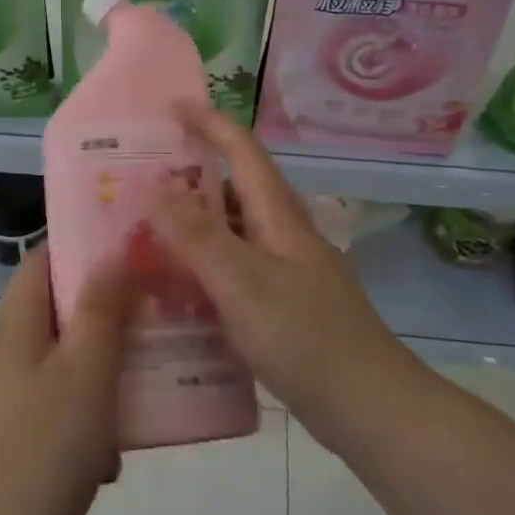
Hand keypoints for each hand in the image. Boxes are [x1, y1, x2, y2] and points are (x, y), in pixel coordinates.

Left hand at [0, 246, 137, 514]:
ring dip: (103, 368)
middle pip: (58, 311)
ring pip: (65, 362)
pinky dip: (90, 415)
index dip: (82, 245)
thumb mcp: (86, 368)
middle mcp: (8, 353)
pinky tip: (116, 450)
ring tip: (147, 379)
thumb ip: (103, 307)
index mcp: (17, 325)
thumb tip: (116, 250)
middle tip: (154, 311)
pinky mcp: (18, 439)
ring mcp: (9, 398)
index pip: (42, 260)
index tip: (130, 246)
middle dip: (105, 311)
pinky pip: (61, 407)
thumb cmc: (45, 445)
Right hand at [149, 102, 421, 440]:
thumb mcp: (242, 283)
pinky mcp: (285, 304)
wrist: (370, 409)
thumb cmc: (305, 338)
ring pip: (235, 230)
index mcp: (279, 217)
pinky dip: (206, 264)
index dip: (210, 123)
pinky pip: (236, 268)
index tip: (172, 105)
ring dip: (196, 222)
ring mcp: (288, 271)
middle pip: (237, 188)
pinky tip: (179, 288)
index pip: (243, 151)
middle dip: (193, 174)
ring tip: (150, 230)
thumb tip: (156, 186)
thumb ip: (198, 235)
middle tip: (144, 178)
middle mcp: (285, 235)